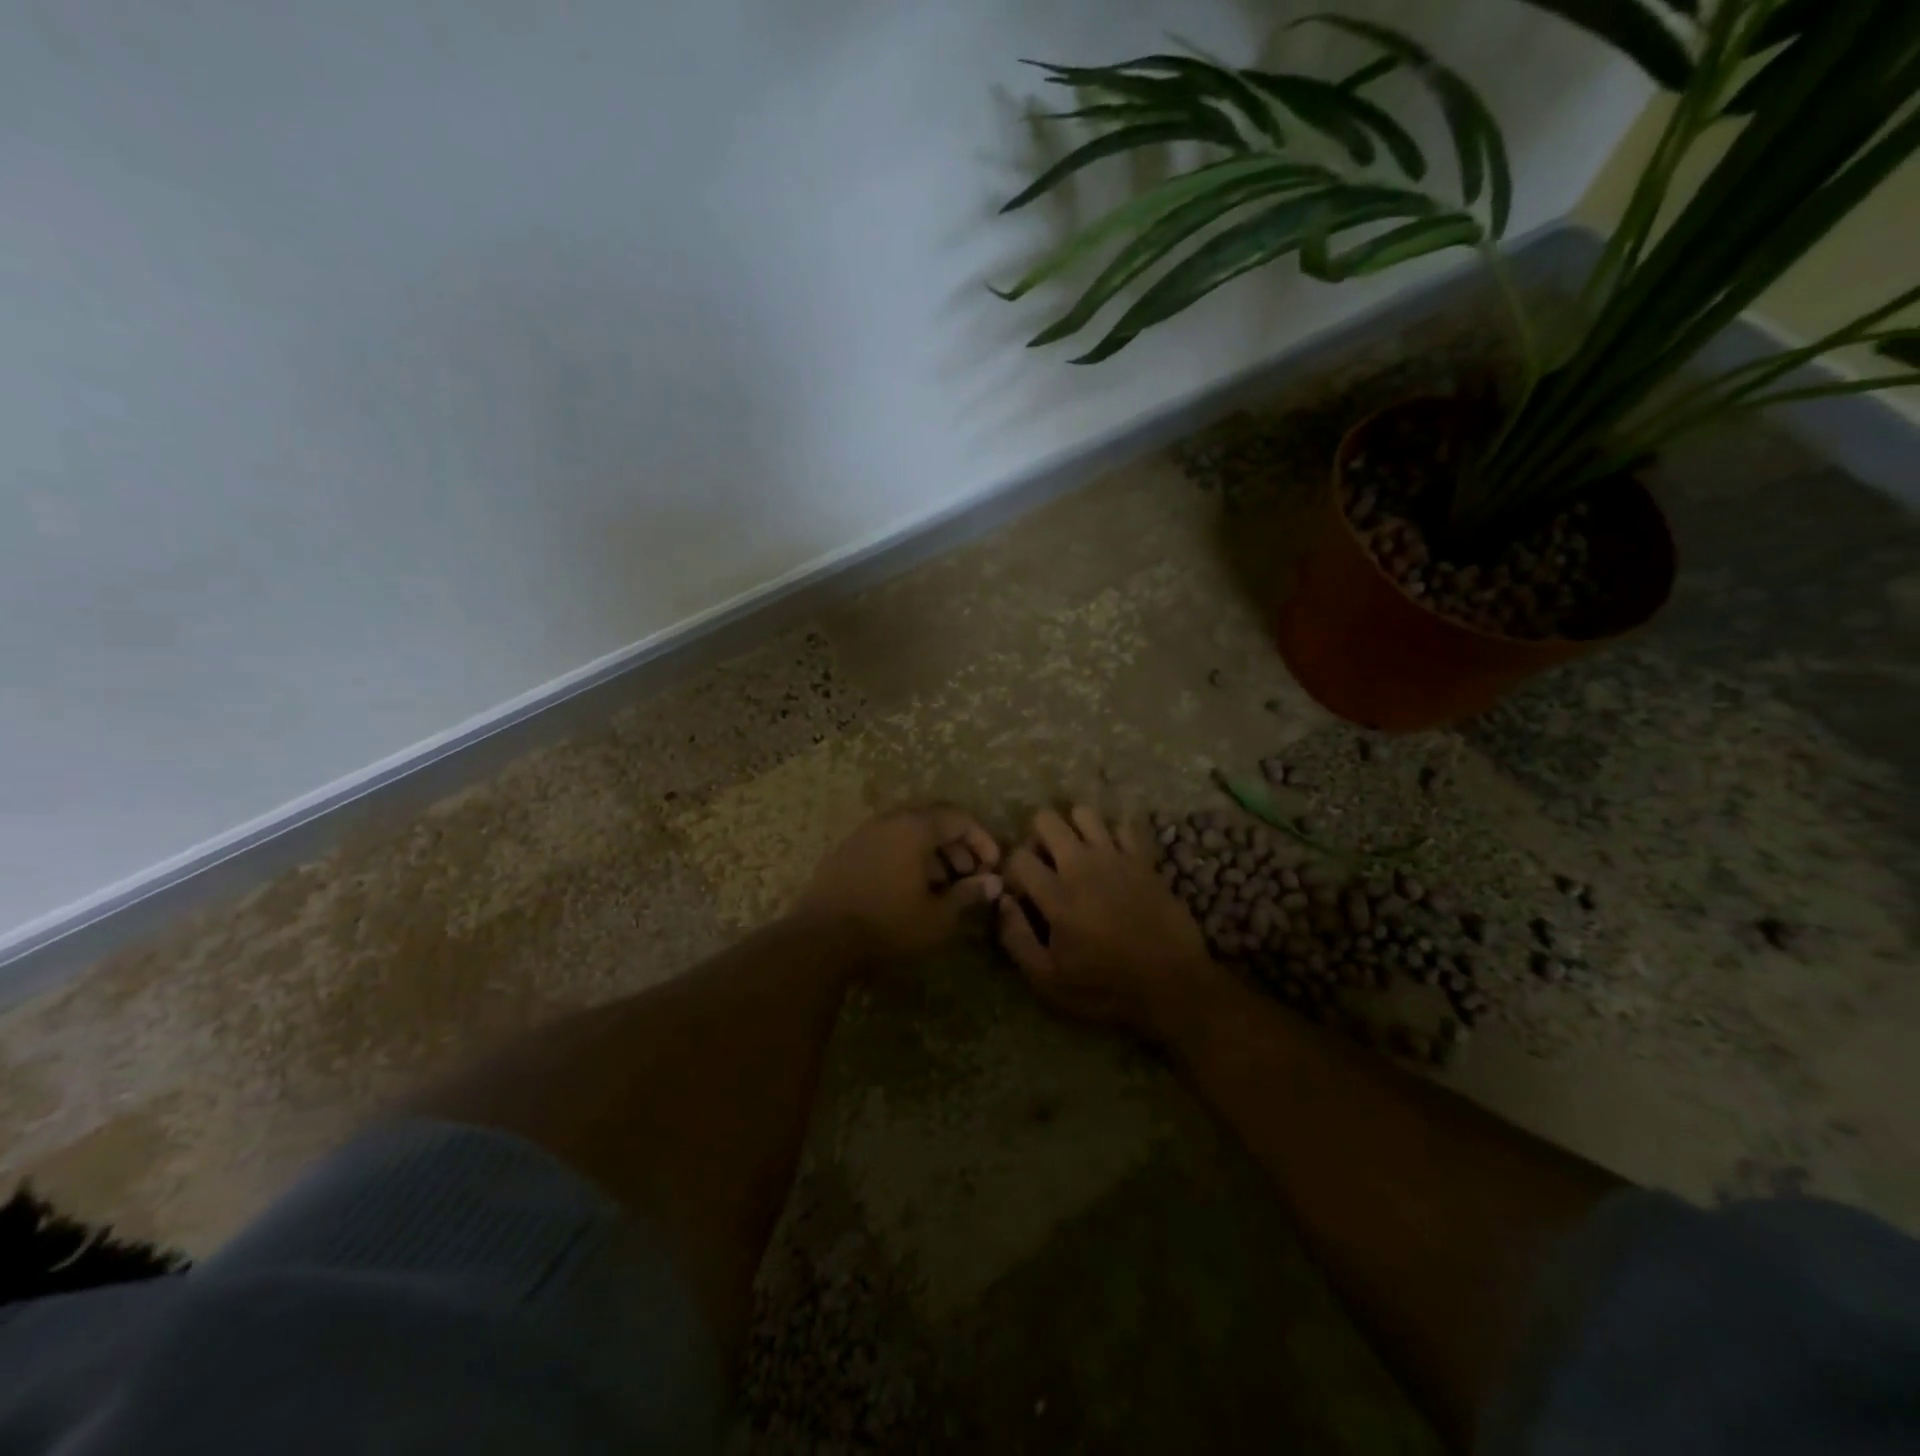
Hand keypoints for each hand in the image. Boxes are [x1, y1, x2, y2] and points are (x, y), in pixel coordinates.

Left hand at [793, 806, 1002, 964]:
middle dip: (956, 842)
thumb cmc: (888, 926)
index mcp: (913, 827)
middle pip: (931, 818)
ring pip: (906, 830)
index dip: (981, 839)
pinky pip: (885, 842)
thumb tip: (994, 883)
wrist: (819, 941)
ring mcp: (862, 834)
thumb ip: (968, 895)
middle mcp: (887, 821)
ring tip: (943, 884)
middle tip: (969, 872)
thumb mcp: (938, 917)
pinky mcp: (844, 853)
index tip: (992, 867)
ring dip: (931, 850)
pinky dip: (906, 855)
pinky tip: (909, 887)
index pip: (958, 818)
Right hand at [998, 806, 1220, 1041]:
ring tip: (1076, 857)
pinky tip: (1110, 859)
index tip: (1023, 893)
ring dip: (1073, 830)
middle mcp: (1083, 866)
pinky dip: (1111, 836)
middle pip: (1046, 820)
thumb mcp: (1049, 981)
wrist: (1174, 986)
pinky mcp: (1144, 859)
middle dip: (1037, 838)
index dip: (1012, 871)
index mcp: (1057, 895)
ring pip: (1083, 813)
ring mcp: (1117, 857)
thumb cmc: (1106, 989)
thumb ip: (1016, 938)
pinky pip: (1122, 826)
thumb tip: (1002, 902)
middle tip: (1046, 866)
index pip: (1018, 856)